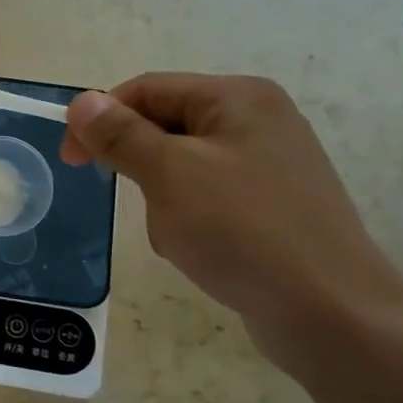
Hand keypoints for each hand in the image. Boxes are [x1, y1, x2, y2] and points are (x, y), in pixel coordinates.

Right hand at [61, 75, 402, 375]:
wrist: (330, 313)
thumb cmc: (244, 231)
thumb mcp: (170, 175)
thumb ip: (121, 135)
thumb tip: (81, 102)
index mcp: (237, 98)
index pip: (147, 89)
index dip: (100, 119)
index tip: (71, 161)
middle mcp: (257, 121)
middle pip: (164, 127)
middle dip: (140, 167)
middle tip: (138, 203)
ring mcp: (268, 165)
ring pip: (180, 167)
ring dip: (162, 200)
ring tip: (180, 236)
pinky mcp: (270, 205)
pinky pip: (206, 198)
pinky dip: (188, 219)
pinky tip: (200, 251)